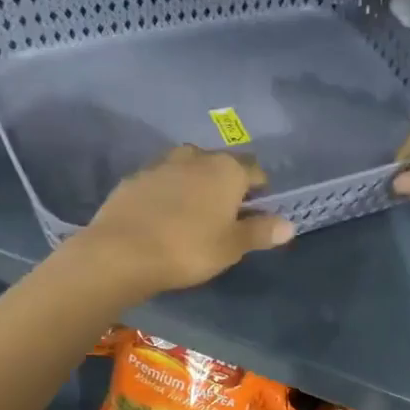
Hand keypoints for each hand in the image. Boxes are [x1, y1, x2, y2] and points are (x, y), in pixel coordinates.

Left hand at [76, 146, 293, 296]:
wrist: (121, 252)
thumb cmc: (188, 249)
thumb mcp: (232, 246)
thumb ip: (261, 232)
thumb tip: (289, 224)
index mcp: (227, 169)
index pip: (255, 170)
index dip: (260, 190)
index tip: (257, 212)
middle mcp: (195, 157)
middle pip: (220, 165)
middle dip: (225, 184)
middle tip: (224, 215)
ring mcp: (161, 164)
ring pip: (188, 168)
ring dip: (194, 184)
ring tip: (193, 213)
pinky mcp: (133, 178)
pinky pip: (160, 180)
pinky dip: (167, 192)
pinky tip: (162, 216)